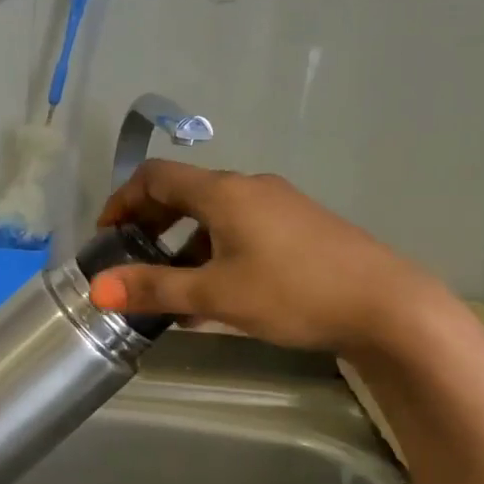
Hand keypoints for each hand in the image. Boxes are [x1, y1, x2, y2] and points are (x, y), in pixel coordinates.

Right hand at [90, 162, 443, 355]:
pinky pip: (242, 232)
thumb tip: (97, 289)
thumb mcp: (216, 295)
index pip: (156, 177)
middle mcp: (249, 188)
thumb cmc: (293, 293)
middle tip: (133, 262)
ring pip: (215, 217)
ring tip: (171, 290)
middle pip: (185, 194)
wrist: (386, 306)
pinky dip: (216, 254)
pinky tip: (217, 297)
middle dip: (151, 225)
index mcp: (224, 193)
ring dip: (184, 246)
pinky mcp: (301, 228)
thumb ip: (155, 288)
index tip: (107, 236)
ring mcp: (279, 206)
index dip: (123, 201)